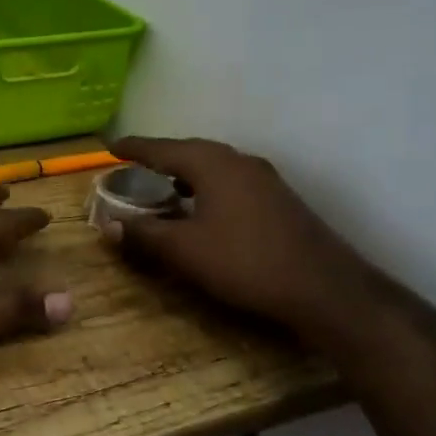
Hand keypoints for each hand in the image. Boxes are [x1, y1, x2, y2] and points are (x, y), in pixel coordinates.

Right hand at [104, 137, 383, 343]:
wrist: (326, 290)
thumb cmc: (246, 263)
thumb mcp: (184, 251)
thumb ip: (144, 234)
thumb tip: (109, 224)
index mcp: (212, 165)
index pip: (163, 149)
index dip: (134, 148)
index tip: (111, 146)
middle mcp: (239, 162)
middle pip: (191, 151)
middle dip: (161, 157)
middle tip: (135, 164)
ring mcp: (265, 179)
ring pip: (215, 166)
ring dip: (186, 172)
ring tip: (165, 184)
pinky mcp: (280, 199)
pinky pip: (231, 180)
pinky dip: (208, 185)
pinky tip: (204, 205)